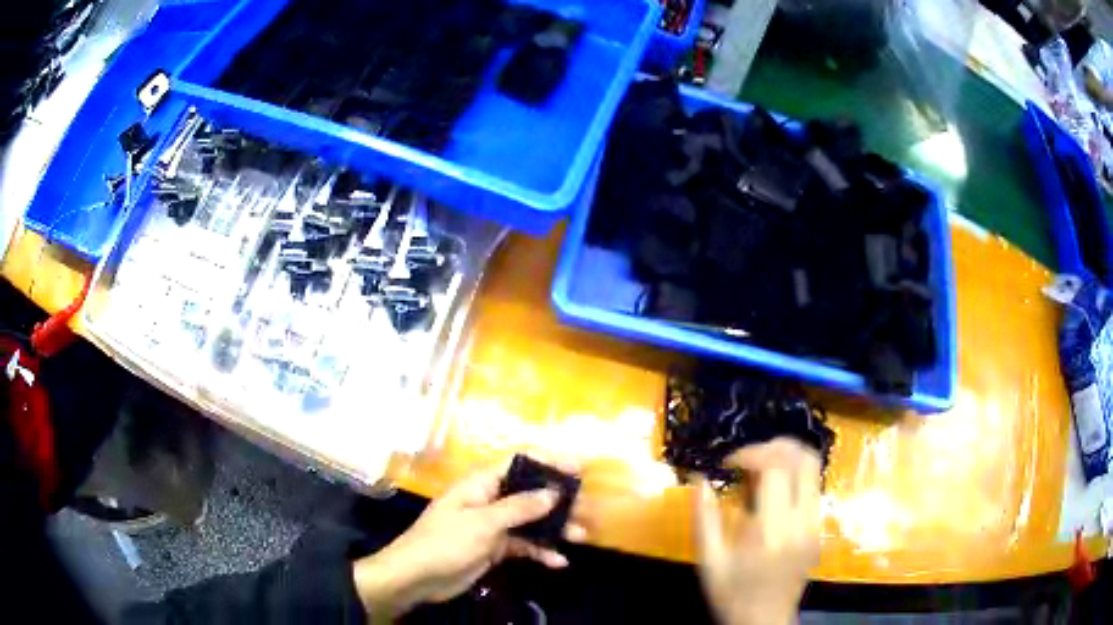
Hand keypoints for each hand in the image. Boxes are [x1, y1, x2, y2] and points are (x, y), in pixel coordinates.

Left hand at [352, 456, 586, 619]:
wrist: (417, 577)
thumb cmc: (445, 542)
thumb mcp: (483, 523)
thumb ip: (519, 507)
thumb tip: (553, 492)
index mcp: (482, 484)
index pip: (519, 462)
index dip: (548, 461)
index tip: (579, 468)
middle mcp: (489, 500)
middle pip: (529, 493)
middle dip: (558, 500)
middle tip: (587, 509)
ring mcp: (492, 525)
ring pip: (530, 521)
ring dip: (554, 528)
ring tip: (581, 536)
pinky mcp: (493, 548)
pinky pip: (522, 545)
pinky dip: (540, 551)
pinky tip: (559, 562)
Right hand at [695, 439, 821, 624]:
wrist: (765, 621)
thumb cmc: (732, 594)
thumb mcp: (709, 561)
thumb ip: (703, 517)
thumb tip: (699, 478)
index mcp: (772, 530)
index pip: (776, 468)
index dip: (752, 453)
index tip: (729, 463)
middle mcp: (802, 521)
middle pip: (805, 458)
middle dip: (775, 446)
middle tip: (748, 457)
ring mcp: (816, 523)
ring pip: (814, 467)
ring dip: (787, 458)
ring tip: (759, 471)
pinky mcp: (820, 527)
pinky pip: (813, 485)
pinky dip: (794, 475)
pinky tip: (772, 492)